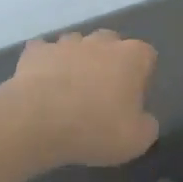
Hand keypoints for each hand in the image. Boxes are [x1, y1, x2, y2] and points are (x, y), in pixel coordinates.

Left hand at [6, 31, 159, 166]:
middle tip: (101, 93)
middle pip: (111, 43)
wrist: (38, 121)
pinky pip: (44, 52)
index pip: (147, 55)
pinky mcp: (36, 51)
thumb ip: (147, 124)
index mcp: (132, 56)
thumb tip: (142, 118)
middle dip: (108, 62)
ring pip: (76, 44)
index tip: (132, 99)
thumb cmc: (95, 128)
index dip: (141, 76)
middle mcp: (100, 41)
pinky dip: (45, 64)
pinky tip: (41, 84)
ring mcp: (66, 43)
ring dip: (76, 61)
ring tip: (69, 90)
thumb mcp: (137, 140)